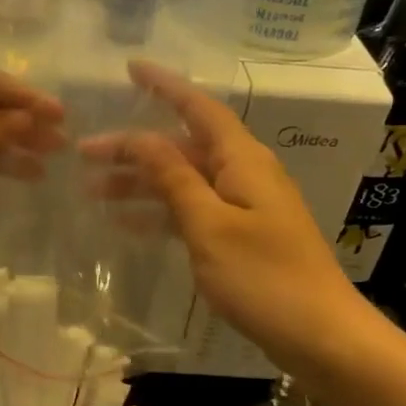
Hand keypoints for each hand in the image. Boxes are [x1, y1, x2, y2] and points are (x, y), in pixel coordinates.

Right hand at [84, 61, 359, 374]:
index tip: (129, 68)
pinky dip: (160, 214)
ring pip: (183, 182)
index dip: (164, 86)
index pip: (198, 109)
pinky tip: (127, 225)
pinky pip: (192, 212)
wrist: (321, 336)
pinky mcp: (241, 237)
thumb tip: (140, 138)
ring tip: (92, 193)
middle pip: (182, 148)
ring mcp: (243, 207)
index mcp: (242, 160)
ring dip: (141, 184)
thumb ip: (173, 178)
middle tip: (84, 155)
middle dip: (134, 147)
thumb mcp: (209, 225)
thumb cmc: (264, 277)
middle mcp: (243, 174)